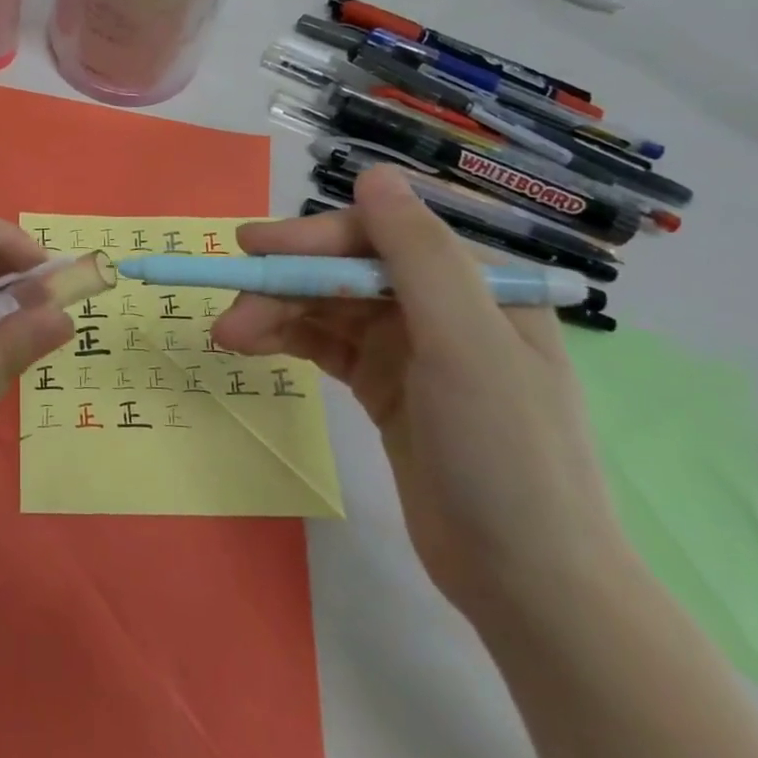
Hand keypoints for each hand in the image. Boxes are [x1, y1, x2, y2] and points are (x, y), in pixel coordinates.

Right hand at [212, 166, 633, 625]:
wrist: (529, 585)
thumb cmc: (506, 455)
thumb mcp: (467, 346)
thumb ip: (420, 255)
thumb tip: (374, 173)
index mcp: (474, 283)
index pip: (378, 236)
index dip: (312, 239)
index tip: (253, 250)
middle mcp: (439, 304)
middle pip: (344, 271)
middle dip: (285, 284)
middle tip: (229, 309)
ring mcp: (410, 347)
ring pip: (326, 306)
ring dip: (277, 313)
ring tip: (228, 338)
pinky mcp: (384, 385)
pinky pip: (325, 343)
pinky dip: (288, 338)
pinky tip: (252, 345)